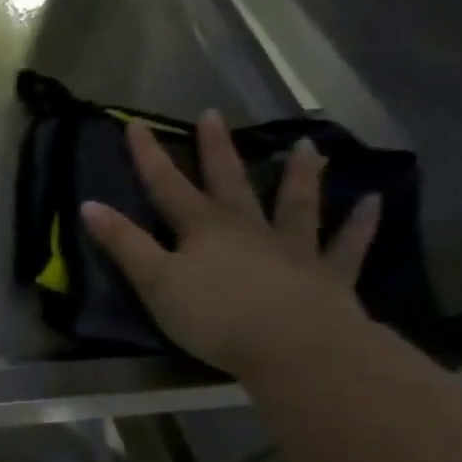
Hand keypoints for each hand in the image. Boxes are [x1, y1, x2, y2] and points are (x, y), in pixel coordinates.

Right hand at [81, 112, 381, 377]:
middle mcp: (248, 228)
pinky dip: (359, 224)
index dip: (149, 156)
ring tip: (309, 146)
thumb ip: (124, 244)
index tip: (136, 124)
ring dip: (300, 175)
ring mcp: (293, 248)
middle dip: (217, 150)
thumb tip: (89, 205)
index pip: (167, 186)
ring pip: (295, 204)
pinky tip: (372, 202)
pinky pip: (346, 245)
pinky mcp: (328, 276)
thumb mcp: (155, 281)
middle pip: (229, 182)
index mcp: (204, 228)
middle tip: (214, 115)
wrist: (291, 346)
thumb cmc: (213, 315)